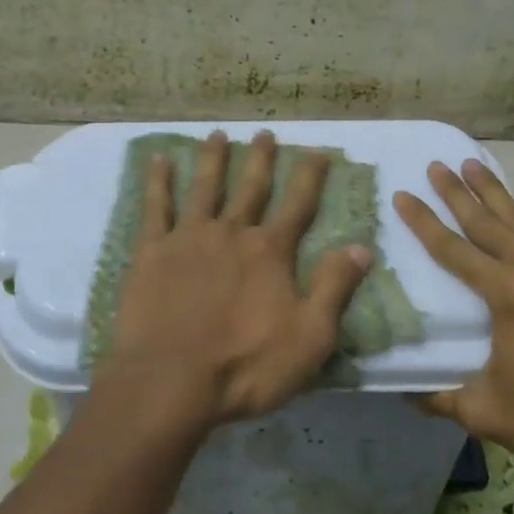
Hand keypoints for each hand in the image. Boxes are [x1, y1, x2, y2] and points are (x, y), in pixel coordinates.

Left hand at [96, 130, 372, 434]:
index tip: (317, 150)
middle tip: (264, 132)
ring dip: (211, 159)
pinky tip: (158, 160)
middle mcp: (231, 233)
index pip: (297, 205)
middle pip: (250, 187)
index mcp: (270, 252)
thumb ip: (335, 287)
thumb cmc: (245, 366)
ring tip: (216, 134)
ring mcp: (188, 238)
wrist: (171, 380)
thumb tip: (362, 246)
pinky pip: (155, 207)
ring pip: (204, 187)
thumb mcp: (310, 337)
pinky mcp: (152, 251)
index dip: (309, 176)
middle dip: (260, 159)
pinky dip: (157, 181)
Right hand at [394, 160, 513, 487]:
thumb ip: (441, 398)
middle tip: (436, 165)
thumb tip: (405, 390)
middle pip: (489, 221)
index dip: (424, 222)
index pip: (454, 249)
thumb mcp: (487, 413)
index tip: (402, 194)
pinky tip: (513, 219)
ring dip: (494, 193)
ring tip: (472, 165)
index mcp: (509, 295)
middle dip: (459, 192)